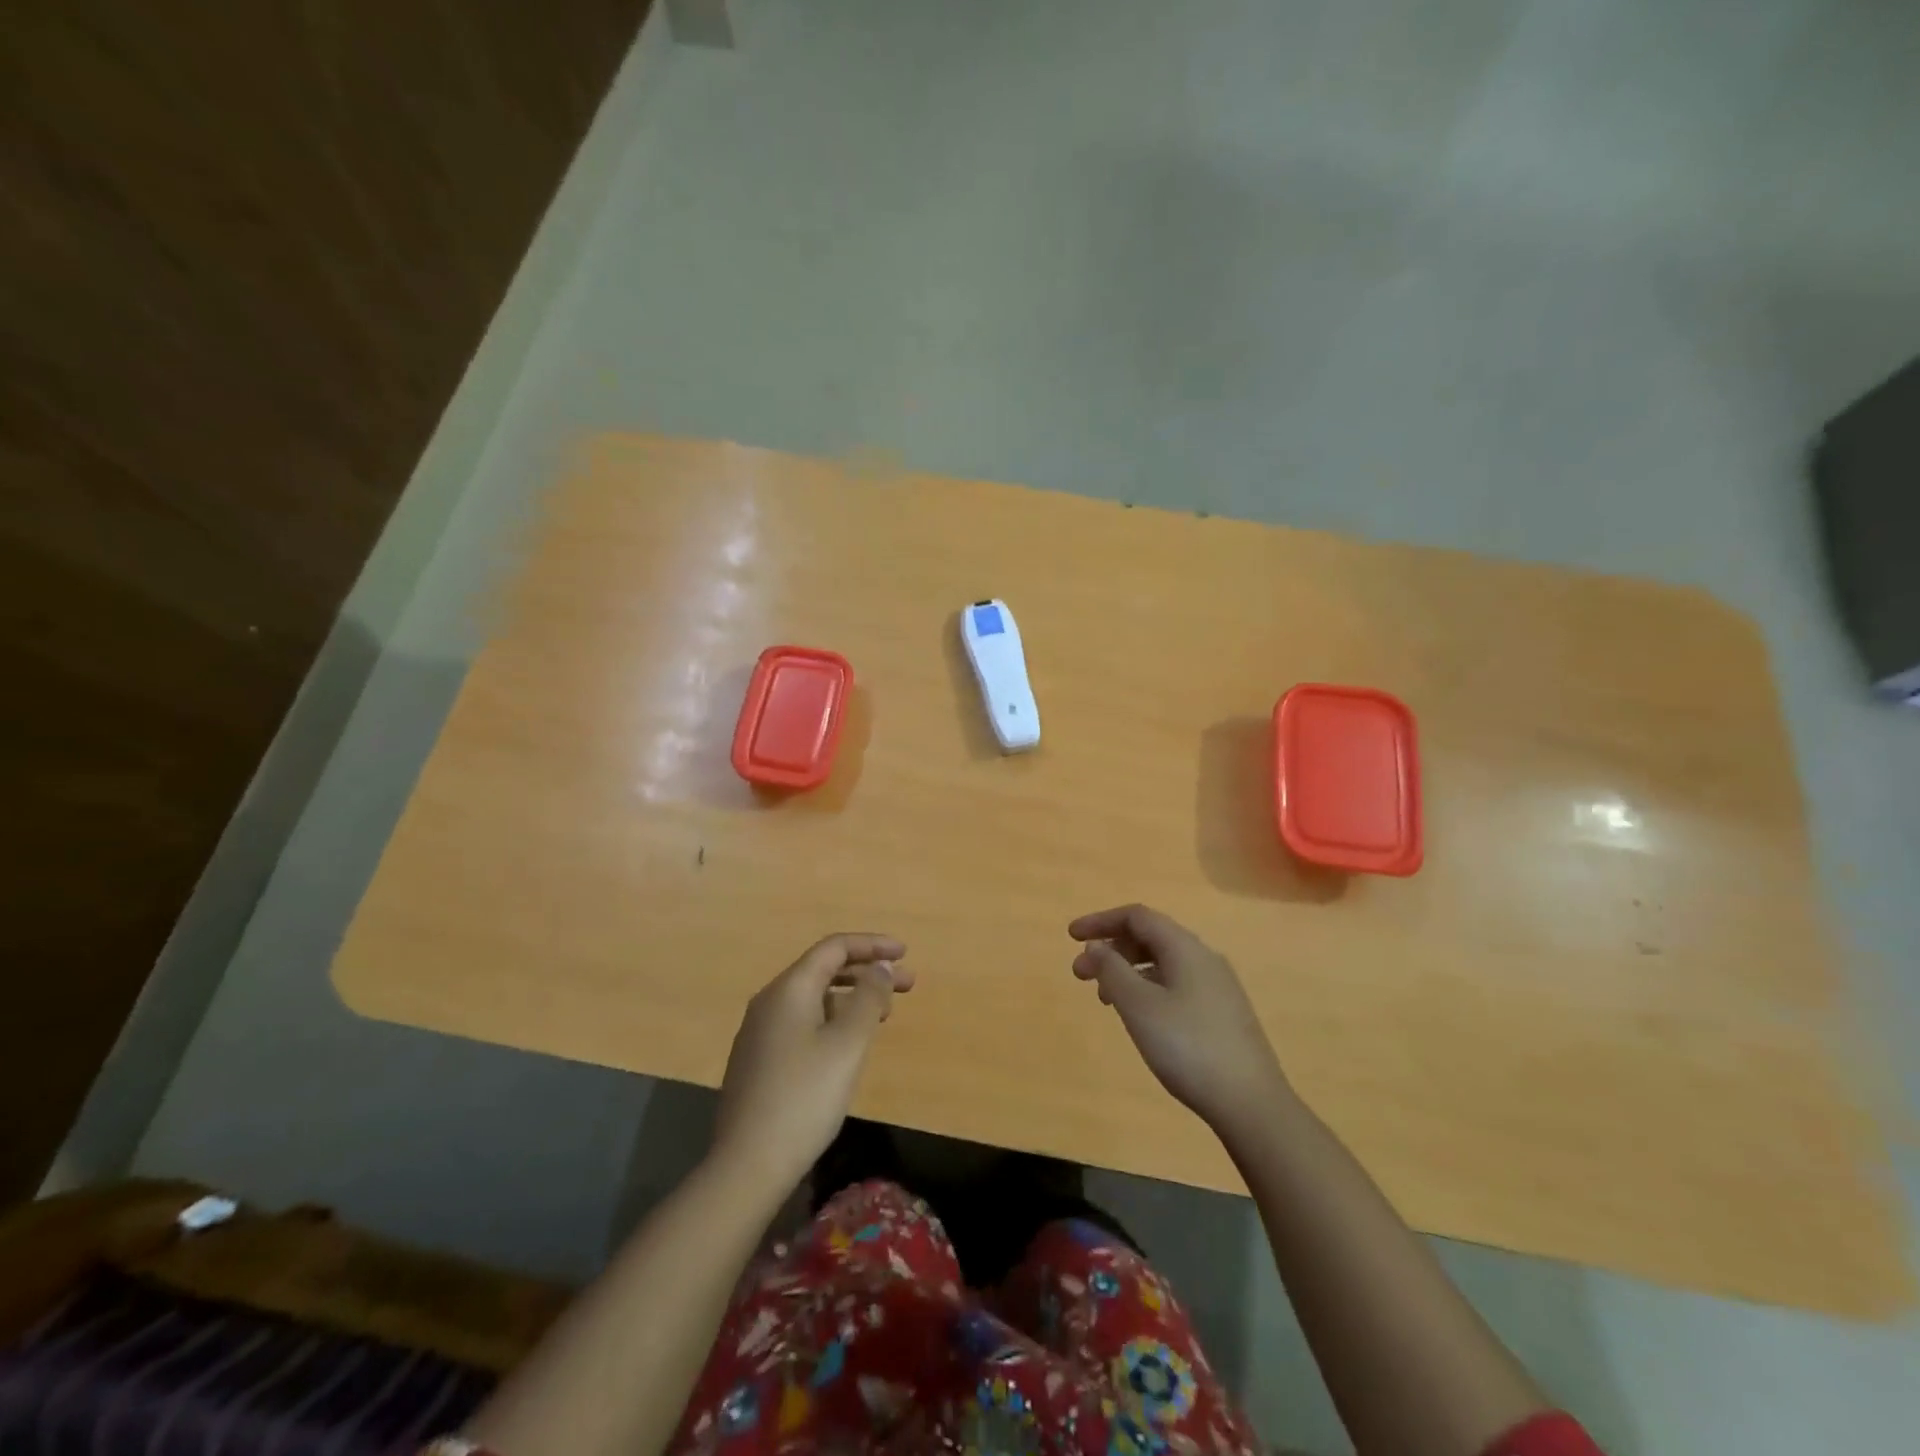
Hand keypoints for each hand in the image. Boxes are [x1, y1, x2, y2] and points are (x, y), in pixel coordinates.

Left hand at [714, 933, 912, 1191]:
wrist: (747, 1164)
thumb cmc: (805, 1096)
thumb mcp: (848, 1044)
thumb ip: (869, 998)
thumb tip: (880, 967)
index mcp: (789, 988)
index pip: (834, 947)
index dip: (872, 945)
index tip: (905, 953)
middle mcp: (770, 1001)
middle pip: (824, 970)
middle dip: (867, 972)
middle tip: (907, 986)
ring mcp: (760, 1032)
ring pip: (814, 998)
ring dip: (851, 998)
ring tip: (883, 1015)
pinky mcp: (759, 1060)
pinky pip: (803, 1022)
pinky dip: (833, 1019)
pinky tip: (848, 1044)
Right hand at [1069, 905, 1287, 1135]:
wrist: (1251, 1103)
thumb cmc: (1187, 1046)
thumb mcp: (1139, 1006)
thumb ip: (1112, 970)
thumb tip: (1096, 946)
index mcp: (1185, 947)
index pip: (1136, 916)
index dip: (1100, 921)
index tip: (1071, 937)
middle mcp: (1204, 957)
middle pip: (1150, 936)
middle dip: (1111, 949)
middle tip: (1080, 975)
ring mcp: (1217, 986)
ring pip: (1163, 963)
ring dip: (1127, 971)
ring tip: (1105, 1000)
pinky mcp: (1223, 1013)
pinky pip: (1176, 984)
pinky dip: (1148, 989)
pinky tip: (1140, 1018)